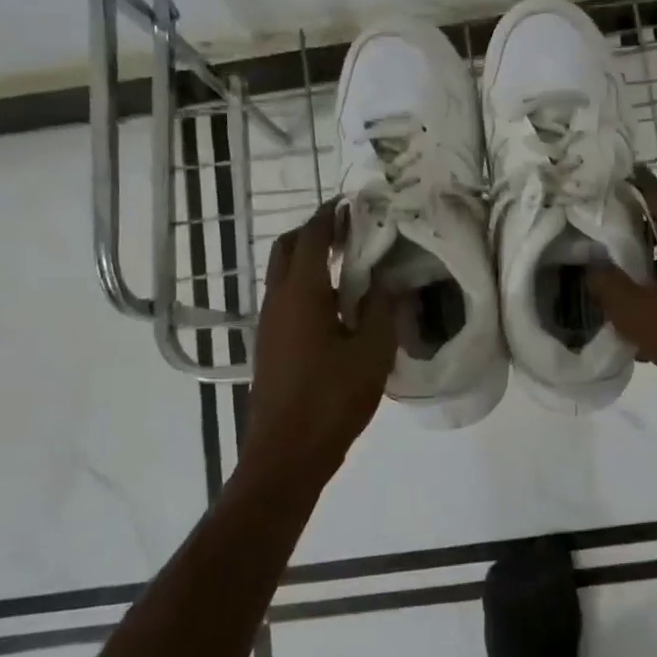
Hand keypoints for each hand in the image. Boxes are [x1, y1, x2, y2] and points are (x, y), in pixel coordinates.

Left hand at [240, 202, 395, 481]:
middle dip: (314, 231)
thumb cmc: (331, 399)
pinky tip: (335, 305)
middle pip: (287, 248)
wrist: (286, 453)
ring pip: (283, 274)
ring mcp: (268, 324)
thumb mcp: (371, 353)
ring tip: (348, 263)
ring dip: (308, 258)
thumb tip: (388, 281)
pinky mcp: (269, 345)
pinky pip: (285, 299)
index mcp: (301, 294)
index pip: (311, 237)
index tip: (352, 203)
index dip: (330, 215)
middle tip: (349, 229)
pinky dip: (306, 285)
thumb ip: (381, 310)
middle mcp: (277, 300)